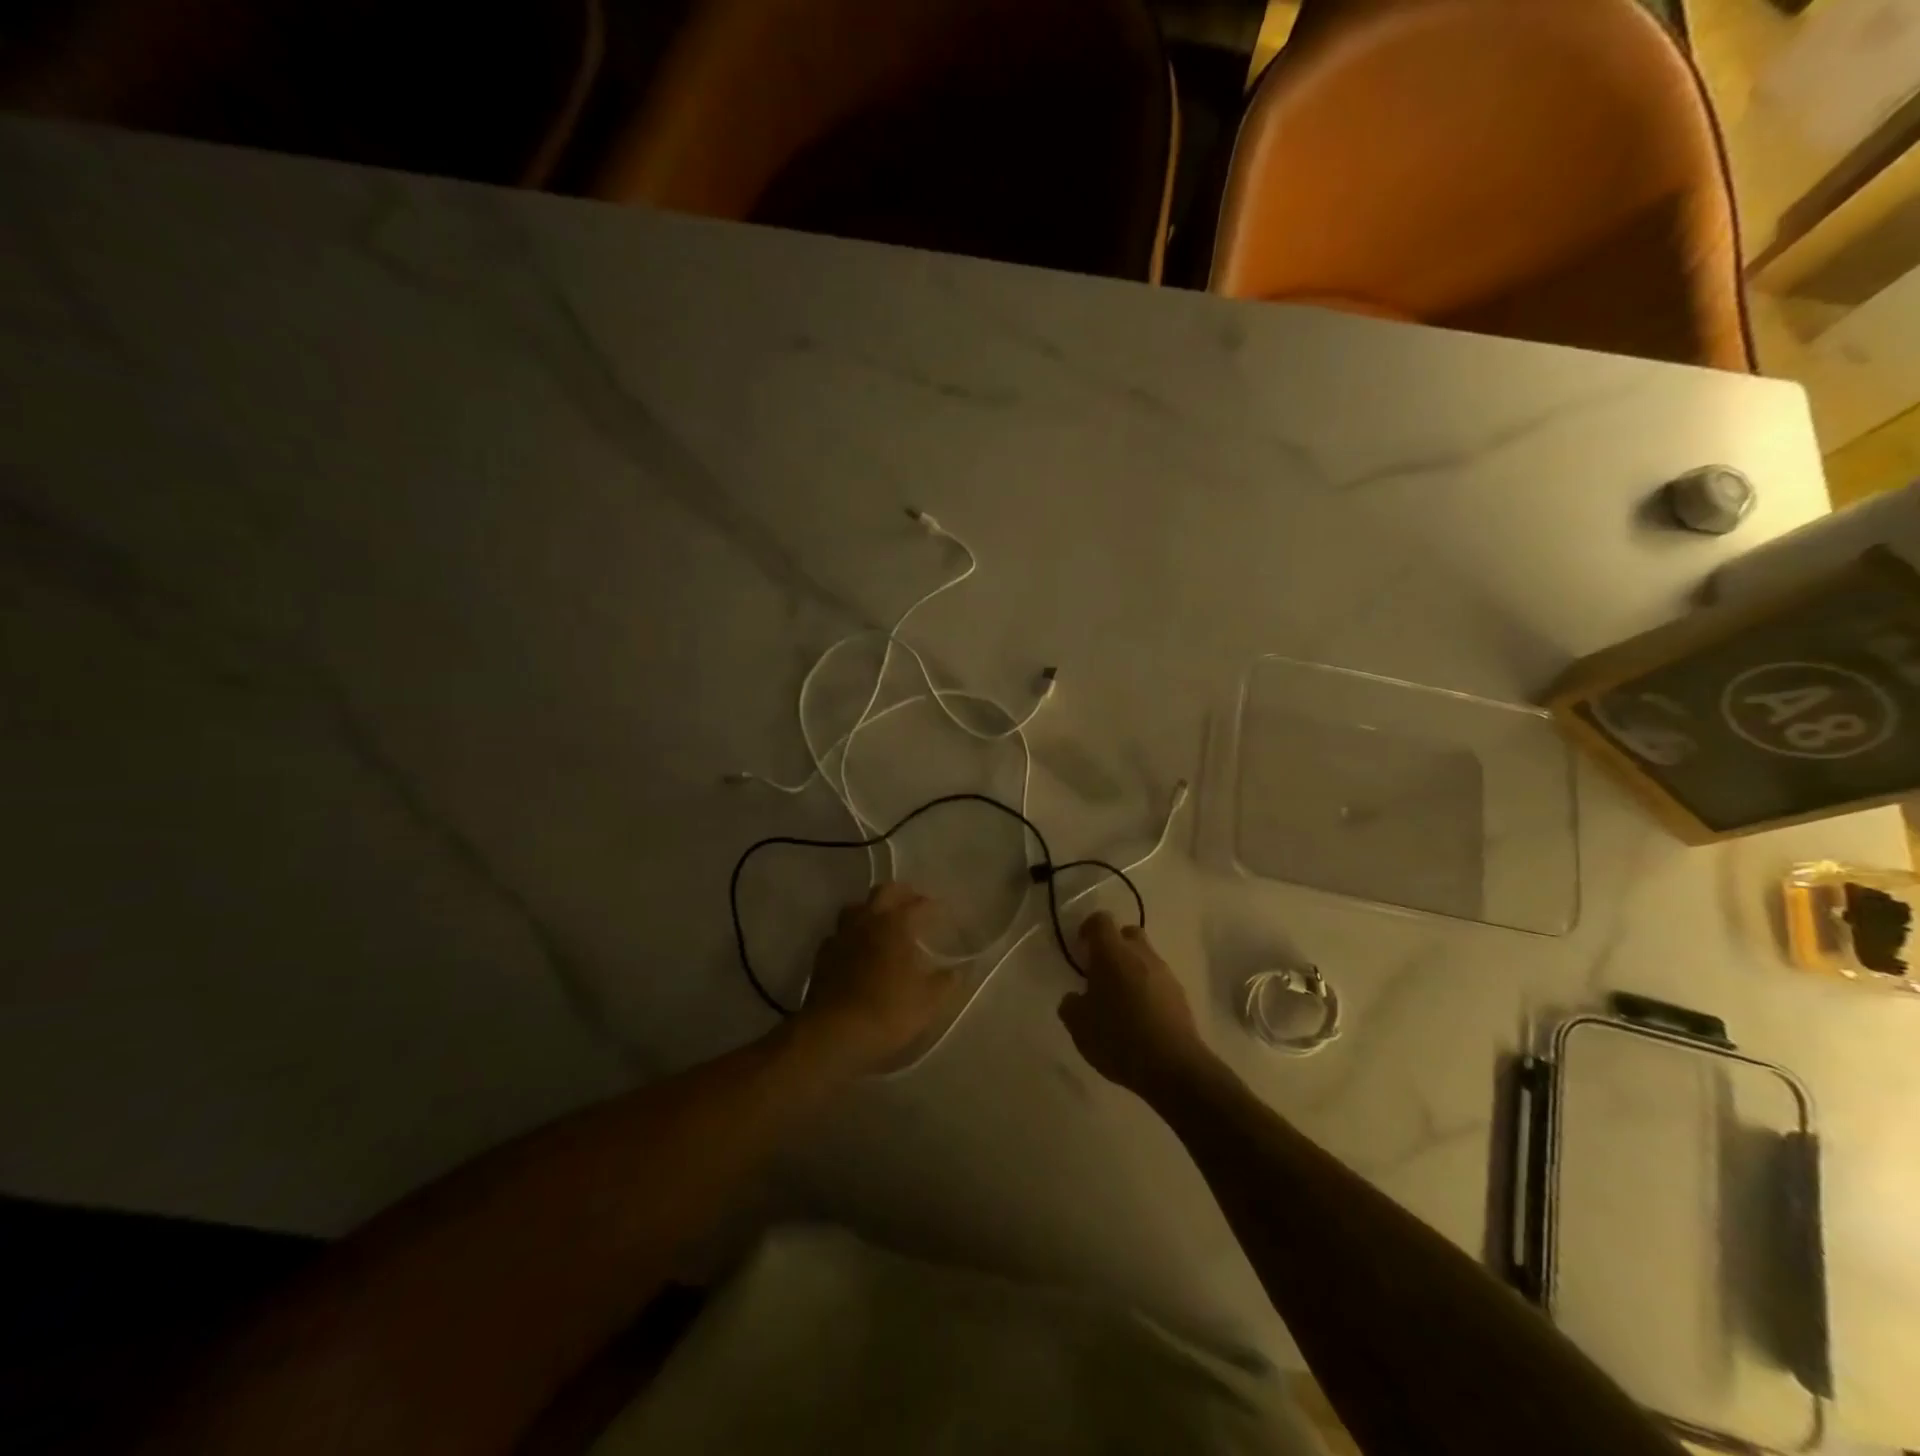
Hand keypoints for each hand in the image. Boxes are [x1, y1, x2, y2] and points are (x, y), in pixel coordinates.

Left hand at [795, 884, 956, 1075]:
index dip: (932, 906)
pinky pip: (839, 934)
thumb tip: (958, 971)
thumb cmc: (888, 1012)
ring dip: (871, 909)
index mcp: (895, 925)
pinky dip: (851, 935)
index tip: (942, 913)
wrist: (835, 1034)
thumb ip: (946, 982)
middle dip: (901, 893)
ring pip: (856, 907)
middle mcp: (867, 921)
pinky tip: (856, 949)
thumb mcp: (928, 1001)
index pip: (918, 904)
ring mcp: (841, 935)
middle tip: (913, 904)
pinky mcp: (823, 955)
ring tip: (882, 923)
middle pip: (883, 891)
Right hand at [1058, 913, 1212, 1099]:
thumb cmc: (1118, 1038)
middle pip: (1127, 933)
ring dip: (1131, 969)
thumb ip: (1071, 1005)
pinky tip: (1139, 1017)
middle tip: (1100, 972)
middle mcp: (1140, 955)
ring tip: (1120, 1000)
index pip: (1100, 921)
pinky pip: (1158, 980)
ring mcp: (1164, 973)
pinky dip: (1147, 989)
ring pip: (1144, 958)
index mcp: (1112, 953)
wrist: (1173, 1067)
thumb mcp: (1079, 1026)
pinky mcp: (1180, 995)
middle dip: (1113, 946)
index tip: (1081, 949)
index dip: (1088, 929)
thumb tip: (1075, 997)